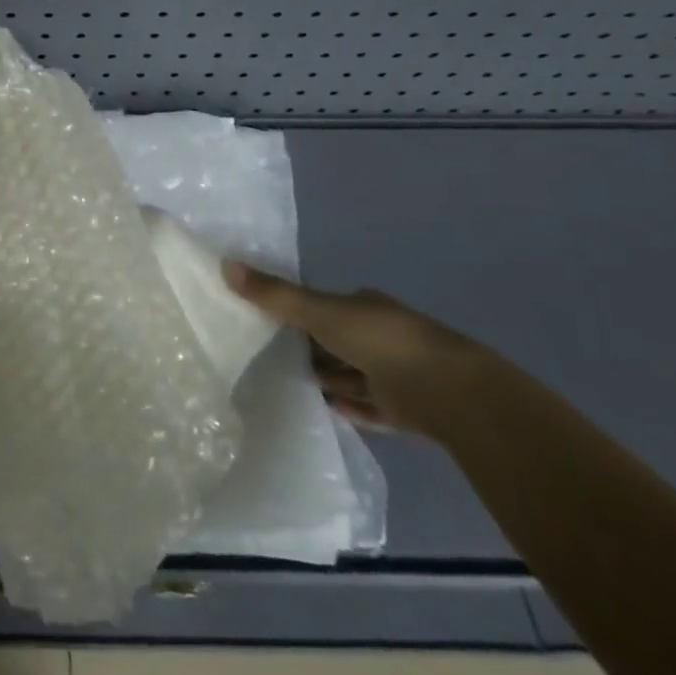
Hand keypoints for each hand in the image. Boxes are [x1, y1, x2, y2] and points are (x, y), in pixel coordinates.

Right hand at [223, 263, 498, 438]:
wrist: (451, 394)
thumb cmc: (381, 340)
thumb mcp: (319, 312)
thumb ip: (275, 295)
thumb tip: (224, 264)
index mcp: (364, 306)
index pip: (324, 307)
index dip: (297, 313)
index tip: (266, 323)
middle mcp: (380, 335)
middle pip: (335, 341)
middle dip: (308, 349)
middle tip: (266, 358)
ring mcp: (396, 373)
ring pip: (350, 374)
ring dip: (325, 379)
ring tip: (283, 386)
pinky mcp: (405, 409)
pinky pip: (367, 406)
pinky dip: (347, 406)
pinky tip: (321, 411)